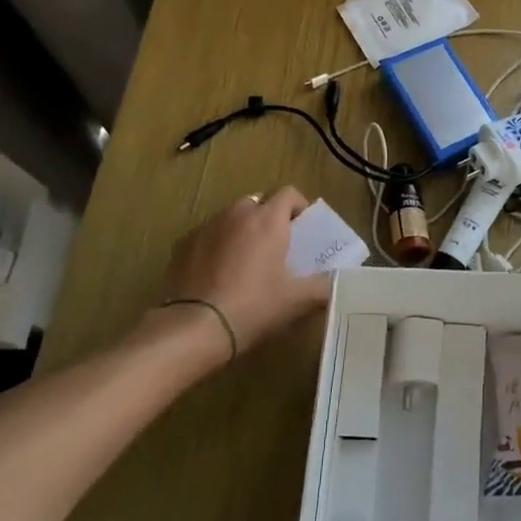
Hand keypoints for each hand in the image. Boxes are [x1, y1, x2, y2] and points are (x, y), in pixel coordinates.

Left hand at [161, 187, 330, 353]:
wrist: (195, 327)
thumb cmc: (254, 306)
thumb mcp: (297, 300)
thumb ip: (323, 286)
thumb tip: (336, 283)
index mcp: (268, 219)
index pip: (289, 193)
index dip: (299, 207)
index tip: (303, 230)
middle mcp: (237, 213)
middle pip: (259, 202)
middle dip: (269, 218)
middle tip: (276, 247)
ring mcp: (207, 226)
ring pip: (231, 217)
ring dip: (242, 230)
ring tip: (246, 261)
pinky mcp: (183, 244)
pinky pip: (208, 235)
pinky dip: (217, 245)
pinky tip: (218, 274)